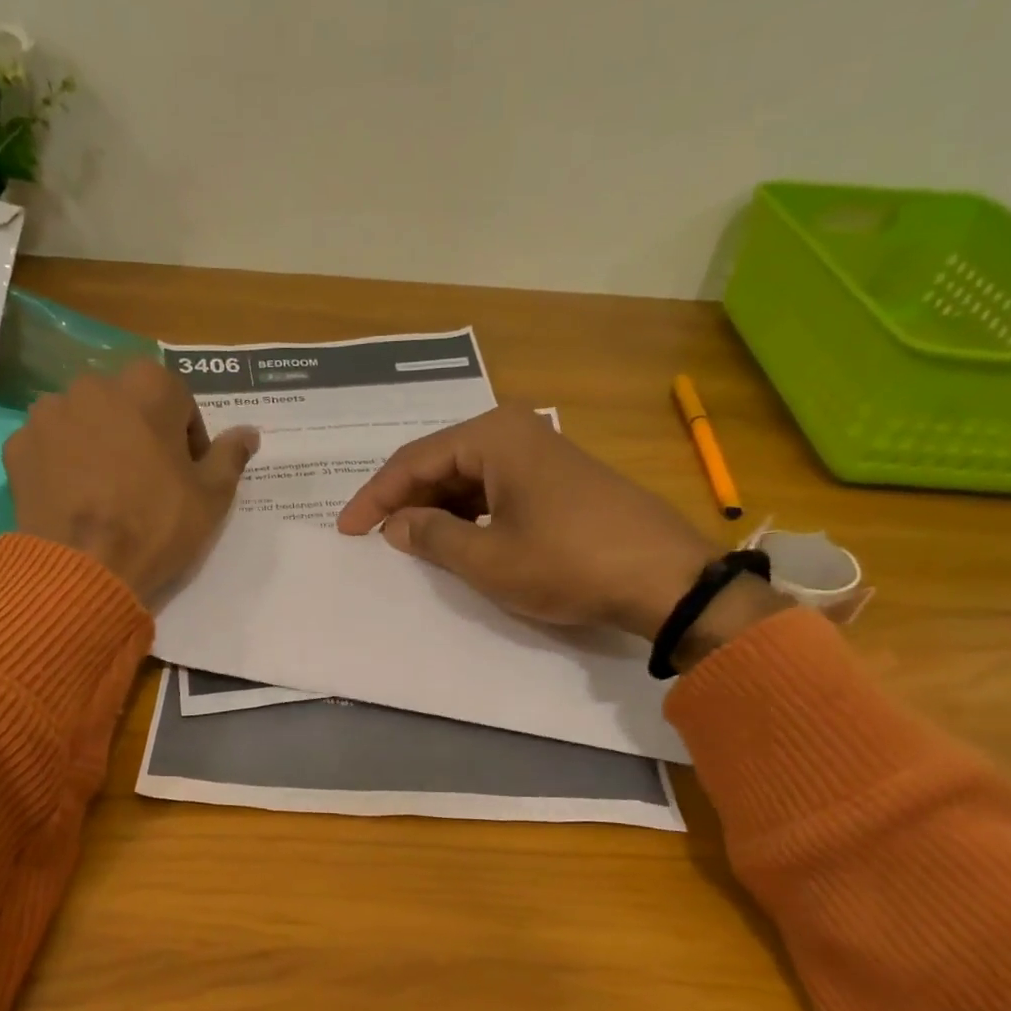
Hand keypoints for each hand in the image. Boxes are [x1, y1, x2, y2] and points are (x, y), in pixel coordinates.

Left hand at [5, 360, 258, 602]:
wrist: (83, 570)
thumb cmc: (157, 527)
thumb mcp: (211, 497)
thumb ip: (230, 456)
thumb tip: (250, 432)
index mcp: (147, 388)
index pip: (177, 399)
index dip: (188, 437)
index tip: (187, 472)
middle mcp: (93, 385)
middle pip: (127, 405)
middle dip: (141, 434)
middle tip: (148, 482)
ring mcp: (49, 414)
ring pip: (85, 421)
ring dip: (99, 443)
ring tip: (107, 491)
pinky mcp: (18, 446)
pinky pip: (51, 445)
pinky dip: (64, 462)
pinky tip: (76, 498)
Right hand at [336, 405, 791, 663]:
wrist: (664, 578)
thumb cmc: (567, 563)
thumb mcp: (487, 558)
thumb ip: (431, 537)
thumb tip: (395, 525)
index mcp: (493, 436)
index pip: (413, 461)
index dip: (374, 498)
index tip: (345, 530)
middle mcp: (516, 431)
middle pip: (440, 463)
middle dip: (404, 501)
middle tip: (373, 538)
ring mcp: (542, 453)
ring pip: (468, 478)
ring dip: (435, 509)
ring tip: (408, 543)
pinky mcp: (559, 479)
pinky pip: (496, 489)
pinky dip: (468, 514)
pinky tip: (456, 540)